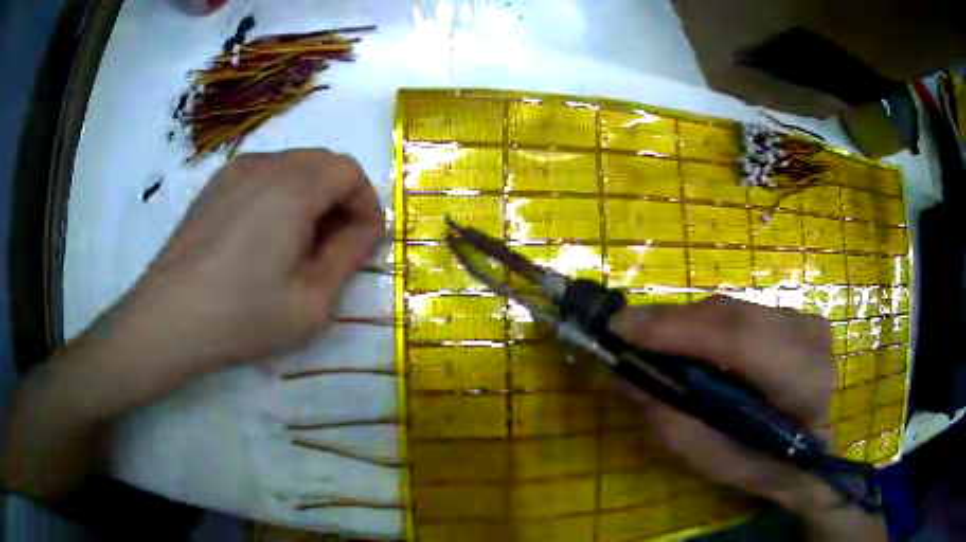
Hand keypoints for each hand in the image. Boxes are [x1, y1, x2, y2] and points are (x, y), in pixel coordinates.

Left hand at [121, 149, 382, 369]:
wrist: (168, 320)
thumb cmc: (243, 316)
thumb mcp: (312, 302)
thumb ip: (349, 256)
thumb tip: (366, 228)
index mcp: (292, 188)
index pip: (349, 171)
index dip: (367, 204)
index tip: (364, 244)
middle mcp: (264, 165)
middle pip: (322, 162)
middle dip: (341, 199)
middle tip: (335, 247)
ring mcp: (234, 172)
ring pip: (292, 167)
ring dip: (311, 196)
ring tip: (299, 245)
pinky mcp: (214, 186)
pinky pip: (263, 176)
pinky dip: (281, 196)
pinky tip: (265, 239)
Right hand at [611, 296, 886, 540]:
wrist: (812, 453)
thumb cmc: (763, 466)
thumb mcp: (711, 459)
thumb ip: (670, 417)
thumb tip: (622, 374)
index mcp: (803, 386)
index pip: (741, 342)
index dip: (679, 330)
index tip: (622, 327)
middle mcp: (812, 341)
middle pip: (735, 317)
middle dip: (675, 323)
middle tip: (626, 332)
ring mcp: (809, 321)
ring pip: (736, 309)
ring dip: (690, 323)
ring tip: (654, 341)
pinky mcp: (799, 314)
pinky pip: (743, 310)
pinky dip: (709, 323)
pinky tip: (691, 342)